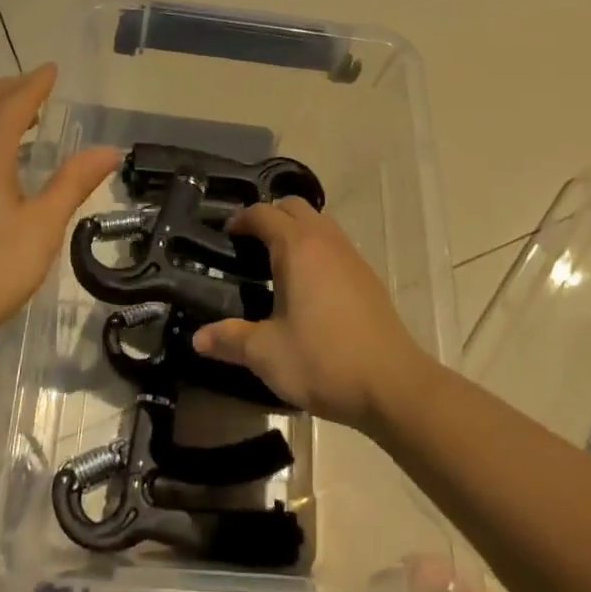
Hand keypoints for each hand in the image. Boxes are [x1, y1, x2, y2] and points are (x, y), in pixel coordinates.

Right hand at [193, 197, 429, 430]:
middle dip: (269, 216)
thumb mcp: (267, 353)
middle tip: (248, 244)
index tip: (226, 235)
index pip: (264, 214)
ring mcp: (352, 256)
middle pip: (294, 207)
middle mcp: (325, 241)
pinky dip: (316, 248)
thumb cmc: (323, 360)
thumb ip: (230, 339)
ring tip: (276, 261)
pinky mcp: (367, 276)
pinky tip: (308, 284)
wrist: (392, 383)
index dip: (241, 219)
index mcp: (297, 248)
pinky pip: (335, 244)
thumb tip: (198, 338)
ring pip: (319, 223)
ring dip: (296, 230)